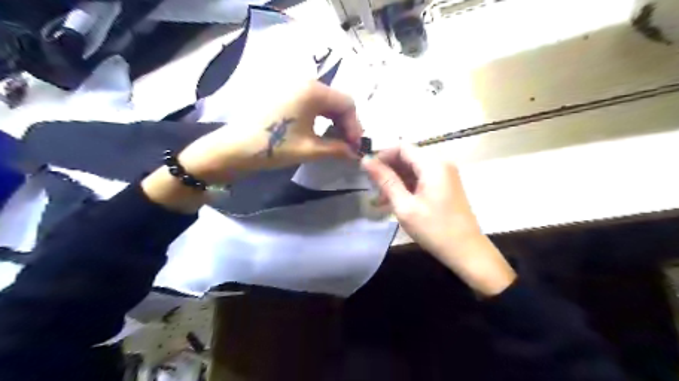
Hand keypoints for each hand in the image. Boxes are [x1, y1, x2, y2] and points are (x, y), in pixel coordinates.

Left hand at [141, 80, 362, 213]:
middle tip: (347, 146)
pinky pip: (310, 103)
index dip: (355, 126)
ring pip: (324, 102)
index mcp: (313, 90)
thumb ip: (337, 149)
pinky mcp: (283, 95)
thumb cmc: (273, 147)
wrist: (233, 149)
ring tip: (335, 142)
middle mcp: (304, 82)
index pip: (347, 104)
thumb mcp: (309, 149)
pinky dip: (320, 118)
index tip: (355, 147)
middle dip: (346, 124)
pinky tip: (319, 133)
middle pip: (337, 101)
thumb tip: (355, 154)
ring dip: (334, 122)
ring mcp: (291, 87)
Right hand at [360, 147, 515, 297]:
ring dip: (396, 178)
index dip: (382, 155)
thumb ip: (386, 181)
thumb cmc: (434, 229)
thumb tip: (366, 161)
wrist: (466, 251)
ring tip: (381, 197)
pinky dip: (407, 185)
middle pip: (408, 156)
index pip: (401, 147)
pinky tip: (395, 200)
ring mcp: (445, 174)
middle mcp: (441, 163)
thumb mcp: (405, 206)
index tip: (367, 171)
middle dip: (388, 168)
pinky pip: (422, 177)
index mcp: (432, 164)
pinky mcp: (445, 185)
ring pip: (413, 167)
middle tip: (373, 187)